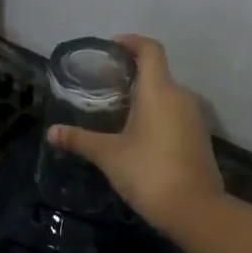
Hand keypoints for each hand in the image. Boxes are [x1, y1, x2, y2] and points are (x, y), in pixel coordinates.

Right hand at [47, 34, 224, 234]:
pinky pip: (175, 113)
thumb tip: (52, 132)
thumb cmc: (148, 172)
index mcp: (159, 91)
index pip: (150, 50)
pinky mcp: (199, 137)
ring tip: (117, 109)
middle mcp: (181, 96)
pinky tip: (138, 133)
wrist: (195, 210)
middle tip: (104, 84)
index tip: (111, 47)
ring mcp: (194, 117)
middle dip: (131, 73)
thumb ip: (80, 140)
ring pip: (167, 94)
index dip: (131, 42)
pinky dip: (156, 113)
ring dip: (144, 95)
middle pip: (157, 72)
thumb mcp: (108, 155)